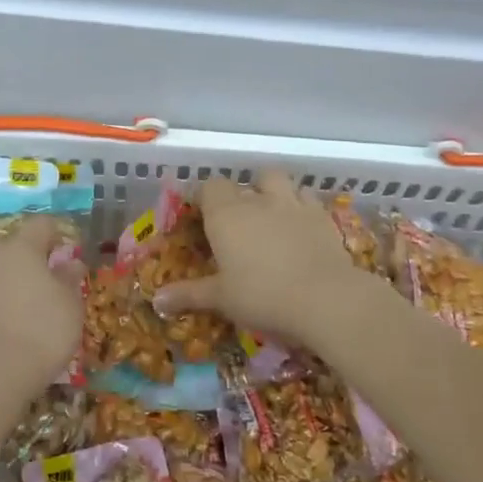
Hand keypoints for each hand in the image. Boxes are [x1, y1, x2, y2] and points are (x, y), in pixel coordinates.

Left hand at [0, 217, 84, 393]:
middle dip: (27, 252)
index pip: (40, 225)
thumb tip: (70, 263)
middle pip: (10, 243)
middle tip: (48, 274)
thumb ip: (70, 278)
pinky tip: (17, 321)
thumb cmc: (42, 330)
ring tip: (35, 302)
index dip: (58, 233)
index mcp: (21, 248)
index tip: (71, 250)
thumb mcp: (71, 304)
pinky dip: (2, 300)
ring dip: (13, 278)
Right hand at [153, 169, 371, 346]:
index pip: (209, 187)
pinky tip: (300, 227)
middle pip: (246, 181)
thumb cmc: (262, 295)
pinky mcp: (323, 217)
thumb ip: (189, 294)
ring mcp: (294, 204)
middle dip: (241, 193)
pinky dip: (301, 207)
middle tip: (238, 219)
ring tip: (271, 215)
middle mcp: (258, 200)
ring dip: (273, 192)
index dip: (204, 197)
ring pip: (280, 181)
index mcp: (226, 214)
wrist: (326, 299)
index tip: (199, 215)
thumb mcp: (221, 299)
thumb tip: (157, 300)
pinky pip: (308, 200)